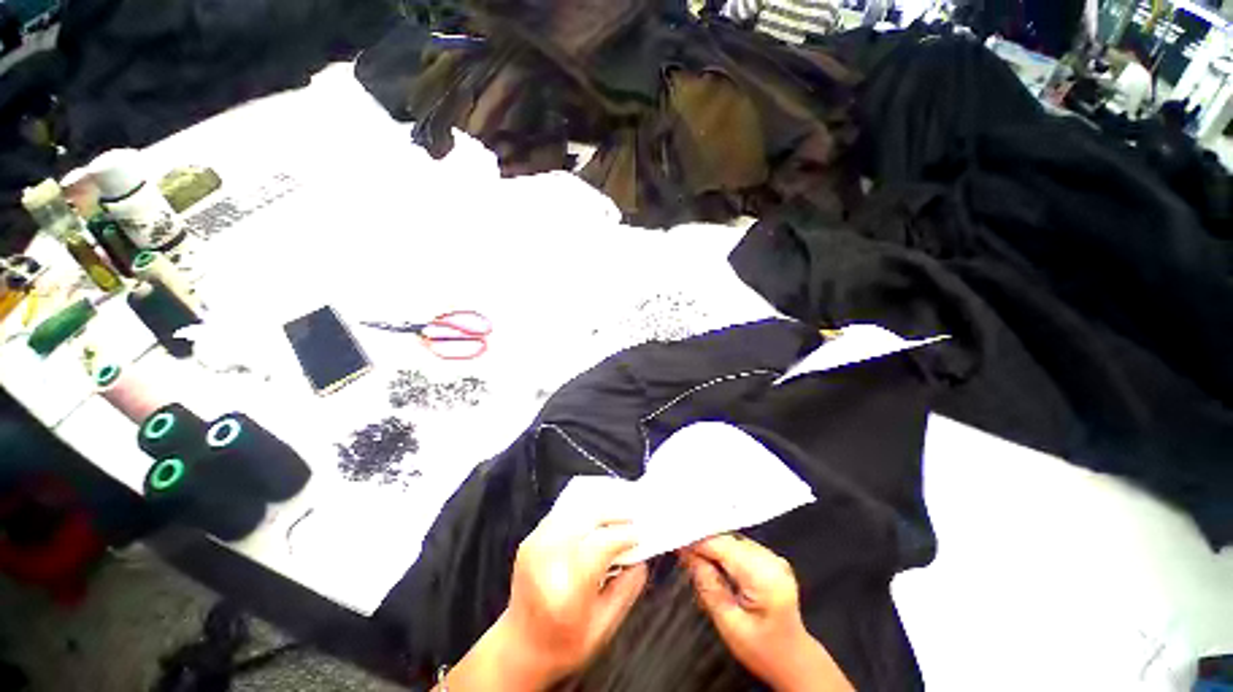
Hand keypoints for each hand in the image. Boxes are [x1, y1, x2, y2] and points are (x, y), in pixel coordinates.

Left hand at [497, 514, 648, 686]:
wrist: (519, 647)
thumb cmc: (563, 644)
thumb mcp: (603, 628)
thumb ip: (626, 589)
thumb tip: (641, 558)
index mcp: (567, 589)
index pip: (601, 544)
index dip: (624, 535)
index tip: (639, 535)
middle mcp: (547, 560)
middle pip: (586, 517)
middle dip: (613, 512)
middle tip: (632, 517)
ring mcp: (535, 546)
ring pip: (574, 510)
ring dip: (598, 508)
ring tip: (616, 514)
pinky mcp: (530, 539)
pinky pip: (561, 513)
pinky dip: (581, 512)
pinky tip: (595, 520)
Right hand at [680, 535, 853, 691]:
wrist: (794, 659)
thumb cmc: (763, 650)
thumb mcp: (729, 624)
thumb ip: (708, 586)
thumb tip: (688, 554)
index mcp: (765, 577)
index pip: (723, 546)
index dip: (697, 542)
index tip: (676, 542)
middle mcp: (772, 561)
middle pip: (728, 540)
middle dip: (704, 545)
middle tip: (683, 555)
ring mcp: (774, 557)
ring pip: (733, 540)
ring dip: (713, 547)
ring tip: (697, 561)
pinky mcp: (771, 559)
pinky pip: (741, 546)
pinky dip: (725, 551)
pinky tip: (715, 563)